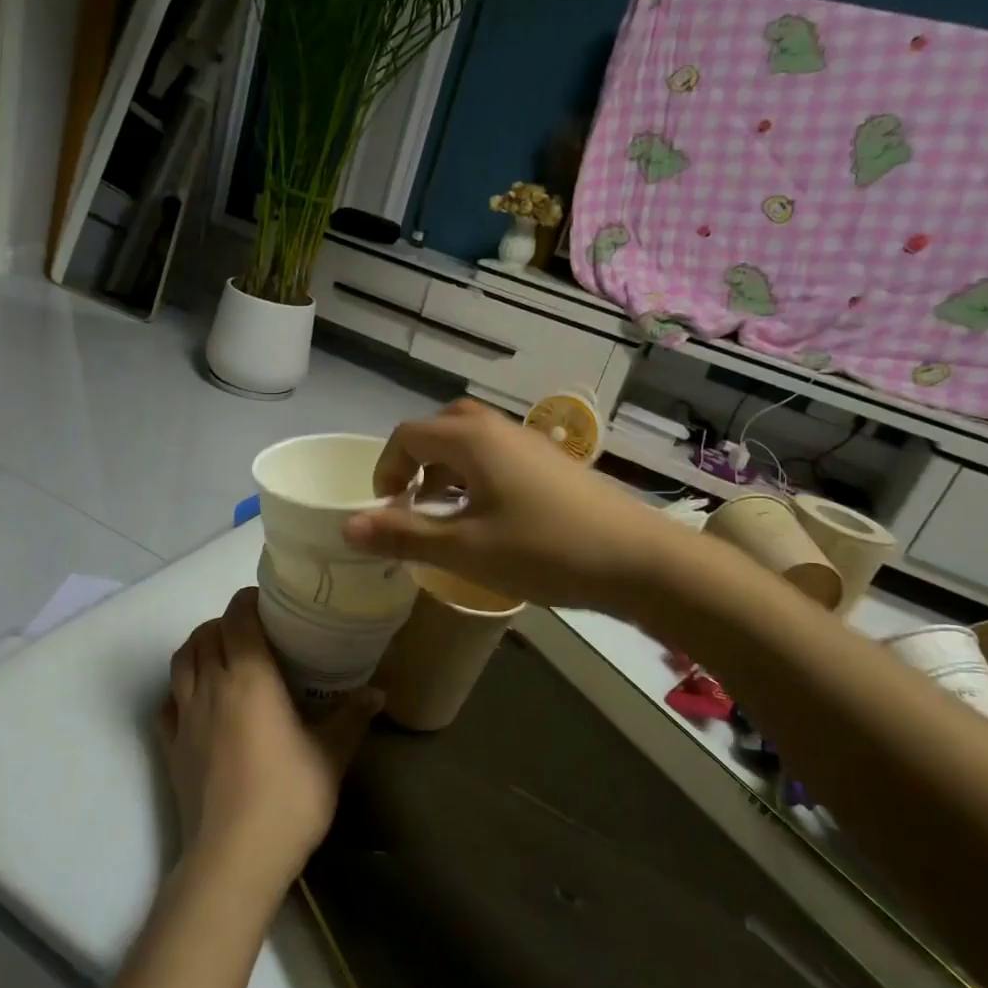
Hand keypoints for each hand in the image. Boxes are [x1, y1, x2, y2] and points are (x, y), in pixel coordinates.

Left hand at [162, 588, 376, 898]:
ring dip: (198, 647)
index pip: (237, 618)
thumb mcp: (331, 756)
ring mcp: (184, 716)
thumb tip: (379, 691)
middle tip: (252, 631)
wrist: (233, 858)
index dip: (248, 601)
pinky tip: (197, 700)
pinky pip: (167, 701)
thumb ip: (352, 716)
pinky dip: (179, 688)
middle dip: (225, 622)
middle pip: (205, 633)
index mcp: (249, 677)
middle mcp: (211, 686)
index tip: (267, 602)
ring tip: (222, 655)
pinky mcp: (169, 746)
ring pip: (180, 661)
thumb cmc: (288, 798)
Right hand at [342, 399, 665, 612]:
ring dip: (446, 471)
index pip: (408, 435)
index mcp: (472, 439)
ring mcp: (531, 444)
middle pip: (441, 428)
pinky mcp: (553, 464)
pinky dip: (477, 478)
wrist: (639, 560)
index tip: (387, 511)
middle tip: (413, 504)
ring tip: (447, 517)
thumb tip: (348, 525)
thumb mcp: (465, 549)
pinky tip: (489, 520)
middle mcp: (499, 429)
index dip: (386, 470)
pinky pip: (498, 457)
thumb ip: (403, 534)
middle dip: (416, 463)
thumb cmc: (544, 550)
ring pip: (472, 442)